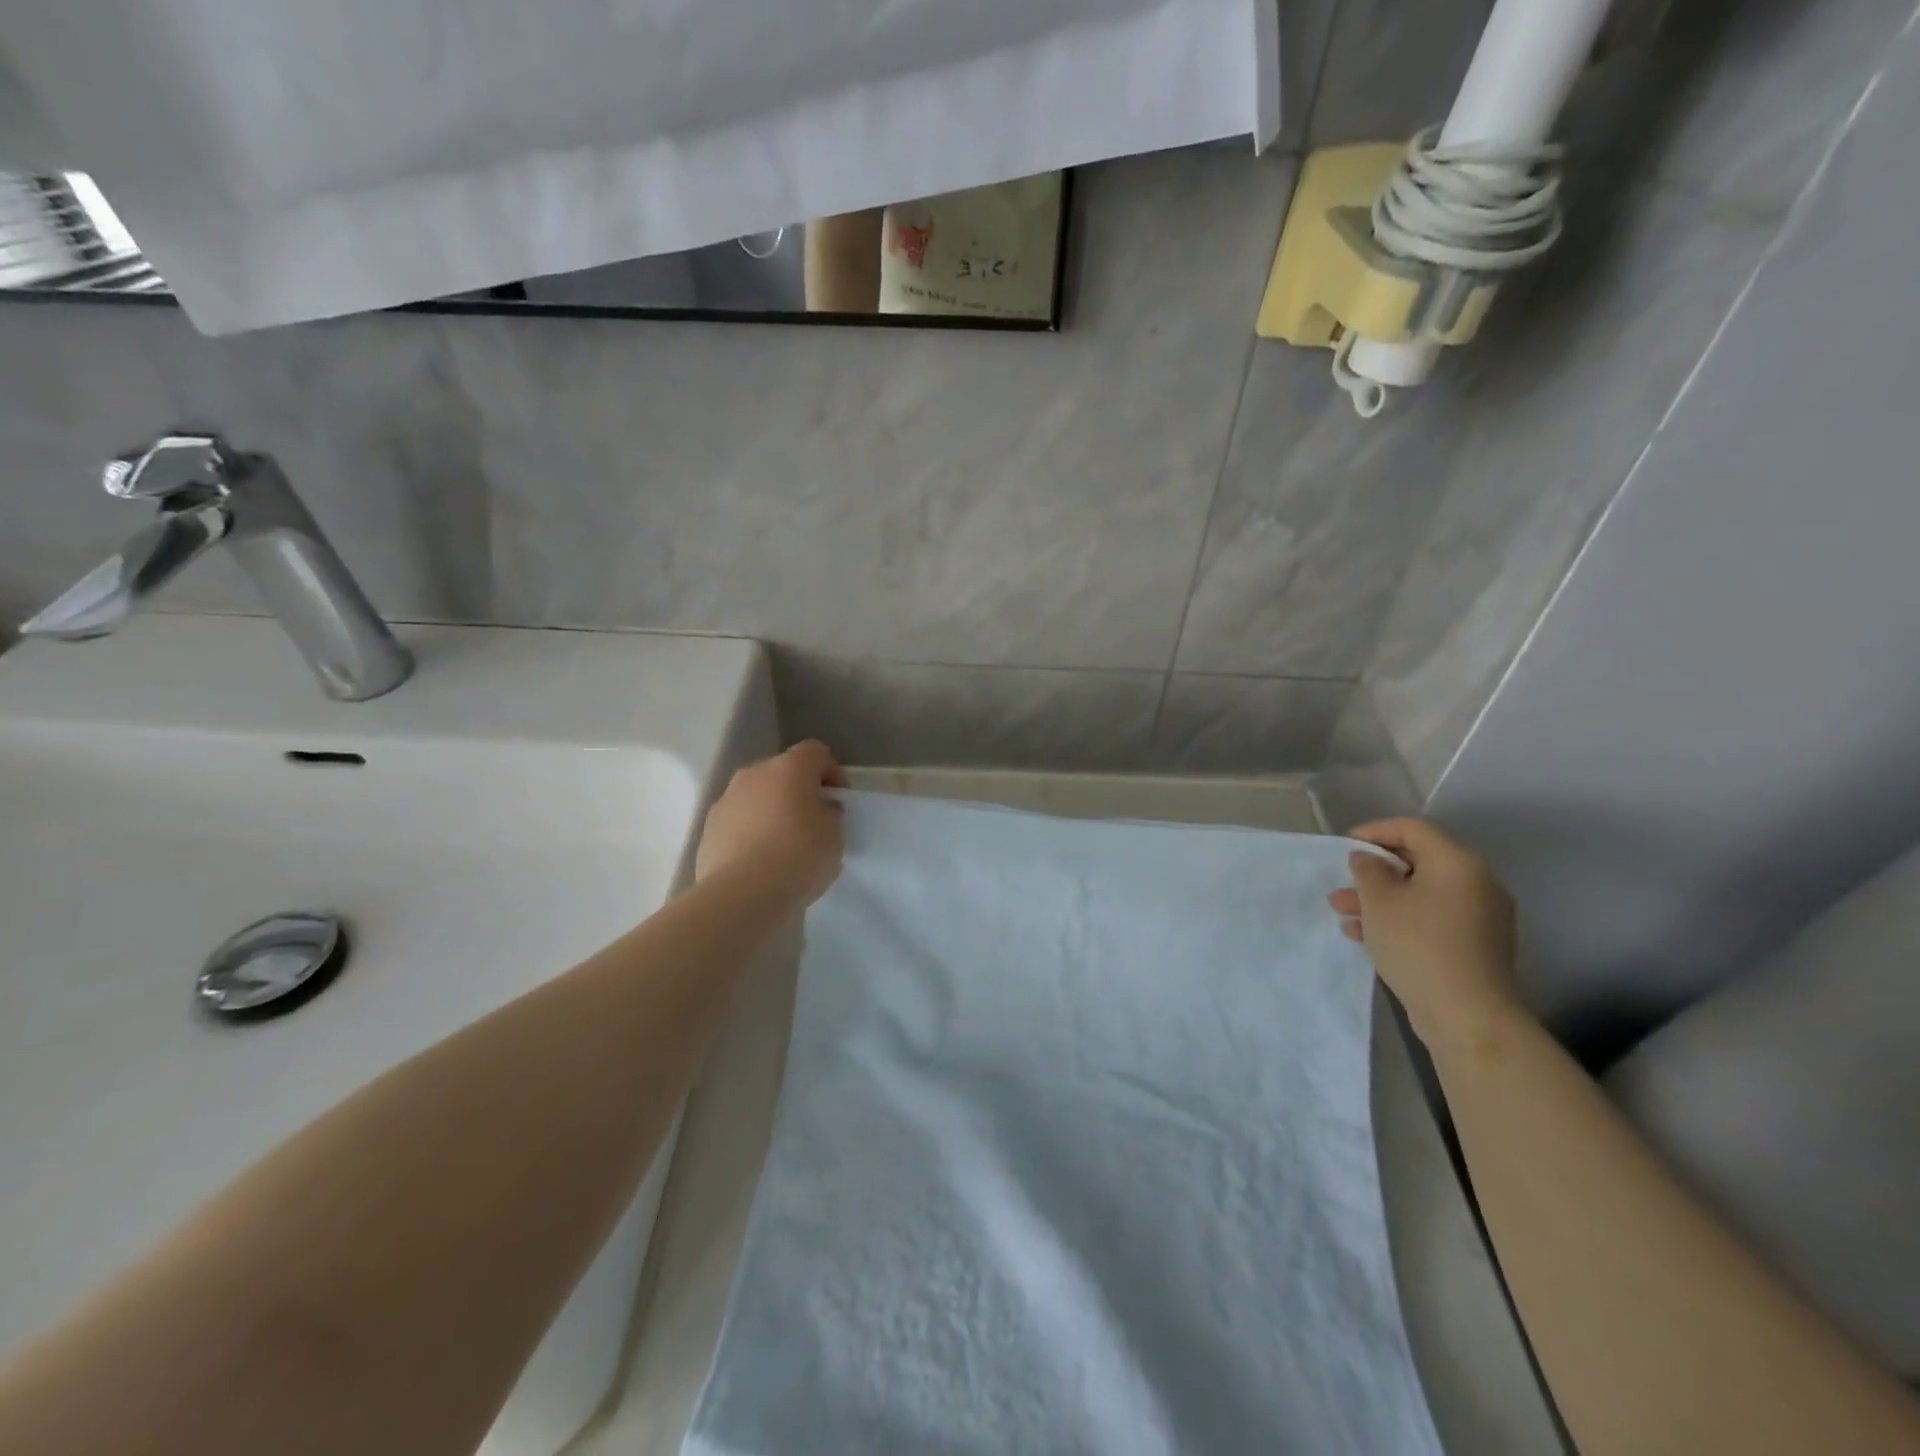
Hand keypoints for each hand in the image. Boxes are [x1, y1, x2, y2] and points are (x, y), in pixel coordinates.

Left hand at [696, 741, 847, 907]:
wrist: (741, 895)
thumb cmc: (798, 857)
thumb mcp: (835, 835)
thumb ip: (830, 814)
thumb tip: (818, 809)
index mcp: (789, 768)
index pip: (816, 752)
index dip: (832, 772)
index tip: (839, 802)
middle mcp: (754, 774)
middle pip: (783, 772)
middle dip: (799, 792)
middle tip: (813, 824)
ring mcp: (726, 800)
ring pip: (757, 796)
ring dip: (772, 812)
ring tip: (784, 847)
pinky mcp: (708, 829)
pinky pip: (738, 822)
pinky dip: (750, 833)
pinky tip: (760, 862)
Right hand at [1327, 817, 1525, 1051]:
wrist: (1468, 1015)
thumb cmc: (1418, 945)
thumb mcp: (1379, 901)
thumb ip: (1368, 871)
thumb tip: (1369, 859)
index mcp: (1458, 863)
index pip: (1414, 829)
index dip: (1376, 831)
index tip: (1346, 846)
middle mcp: (1477, 883)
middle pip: (1419, 862)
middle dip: (1374, 873)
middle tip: (1343, 886)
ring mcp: (1481, 916)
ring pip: (1422, 894)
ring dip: (1382, 900)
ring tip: (1344, 915)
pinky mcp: (1477, 945)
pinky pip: (1433, 918)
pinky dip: (1401, 920)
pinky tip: (1367, 936)